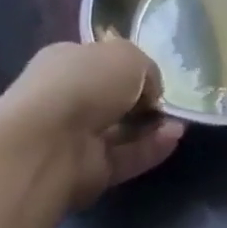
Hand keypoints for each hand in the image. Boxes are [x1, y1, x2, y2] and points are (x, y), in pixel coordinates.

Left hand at [0, 38, 183, 209]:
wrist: (48, 143)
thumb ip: (146, 70)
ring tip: (178, 122)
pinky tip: (175, 138)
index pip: (100, 62)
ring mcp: (73, 138)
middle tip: (167, 102)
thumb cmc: (85, 82)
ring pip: (120, 130)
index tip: (153, 76)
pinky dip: (151, 148)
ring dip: (151, 126)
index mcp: (65, 62)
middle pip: (111, 99)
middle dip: (142, 101)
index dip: (130, 67)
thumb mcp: (128, 55)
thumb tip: (149, 93)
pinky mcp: (86, 171)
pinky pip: (125, 157)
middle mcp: (65, 98)